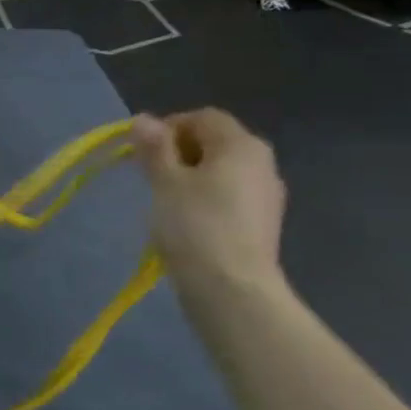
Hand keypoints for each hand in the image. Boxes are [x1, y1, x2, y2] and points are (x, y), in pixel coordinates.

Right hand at [131, 110, 286, 294]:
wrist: (232, 291)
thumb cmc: (195, 226)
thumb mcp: (165, 182)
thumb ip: (154, 148)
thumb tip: (143, 119)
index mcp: (241, 144)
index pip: (203, 118)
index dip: (169, 127)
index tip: (143, 153)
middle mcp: (262, 162)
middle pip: (215, 143)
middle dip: (180, 153)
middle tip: (151, 177)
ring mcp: (267, 195)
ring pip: (222, 172)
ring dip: (192, 178)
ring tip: (166, 203)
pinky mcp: (263, 224)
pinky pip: (230, 197)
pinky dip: (207, 201)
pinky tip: (188, 225)